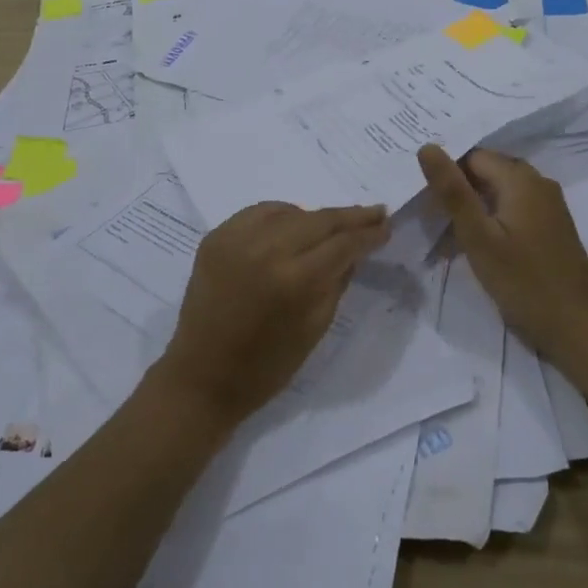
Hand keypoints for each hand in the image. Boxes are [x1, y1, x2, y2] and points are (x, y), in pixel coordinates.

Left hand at [155, 201, 388, 426]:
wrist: (202, 376)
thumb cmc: (267, 365)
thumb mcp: (316, 327)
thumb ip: (338, 281)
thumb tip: (355, 249)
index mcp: (294, 280)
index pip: (342, 243)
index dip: (368, 233)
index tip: (385, 226)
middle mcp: (265, 249)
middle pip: (319, 219)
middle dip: (350, 217)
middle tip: (374, 213)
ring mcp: (236, 238)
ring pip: (290, 211)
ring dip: (315, 217)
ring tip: (333, 225)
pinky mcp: (215, 236)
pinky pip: (258, 213)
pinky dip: (281, 215)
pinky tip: (292, 225)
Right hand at [417, 144, 587, 369]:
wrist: (580, 327)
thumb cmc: (524, 282)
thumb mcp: (479, 237)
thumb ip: (452, 192)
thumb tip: (427, 146)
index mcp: (520, 178)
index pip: (472, 156)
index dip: (447, 173)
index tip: (425, 199)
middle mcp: (539, 182)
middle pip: (488, 171)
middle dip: (459, 188)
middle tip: (432, 216)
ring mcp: (549, 205)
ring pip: (501, 191)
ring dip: (475, 206)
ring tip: (449, 232)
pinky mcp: (552, 226)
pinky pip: (515, 207)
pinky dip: (493, 218)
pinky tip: (478, 243)